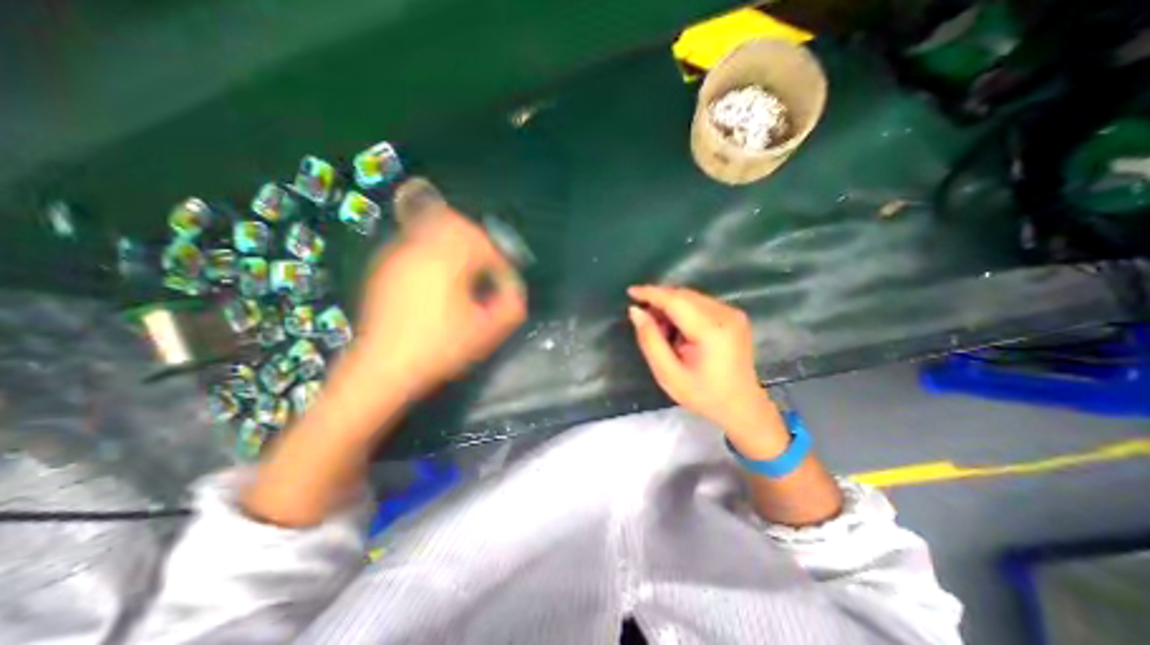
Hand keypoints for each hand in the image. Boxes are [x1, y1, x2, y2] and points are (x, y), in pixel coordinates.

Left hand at [343, 202, 525, 402]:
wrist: (383, 368)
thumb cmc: (439, 349)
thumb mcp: (486, 332)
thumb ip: (511, 306)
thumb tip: (514, 288)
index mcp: (446, 261)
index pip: (484, 244)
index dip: (500, 262)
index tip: (504, 283)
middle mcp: (419, 248)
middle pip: (455, 223)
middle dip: (479, 242)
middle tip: (488, 266)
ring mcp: (397, 255)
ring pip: (433, 227)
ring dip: (456, 243)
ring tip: (466, 270)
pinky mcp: (385, 266)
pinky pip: (417, 242)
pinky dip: (436, 250)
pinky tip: (440, 278)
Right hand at [626, 285, 787, 448]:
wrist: (741, 406)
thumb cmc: (703, 395)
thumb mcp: (668, 374)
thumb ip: (650, 340)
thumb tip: (636, 311)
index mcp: (711, 330)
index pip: (676, 300)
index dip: (651, 293)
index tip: (630, 292)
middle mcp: (725, 314)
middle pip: (684, 295)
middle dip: (659, 301)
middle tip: (644, 319)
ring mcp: (732, 313)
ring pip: (691, 297)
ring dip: (671, 306)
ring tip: (662, 330)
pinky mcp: (733, 315)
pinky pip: (700, 303)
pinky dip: (683, 310)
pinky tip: (678, 329)